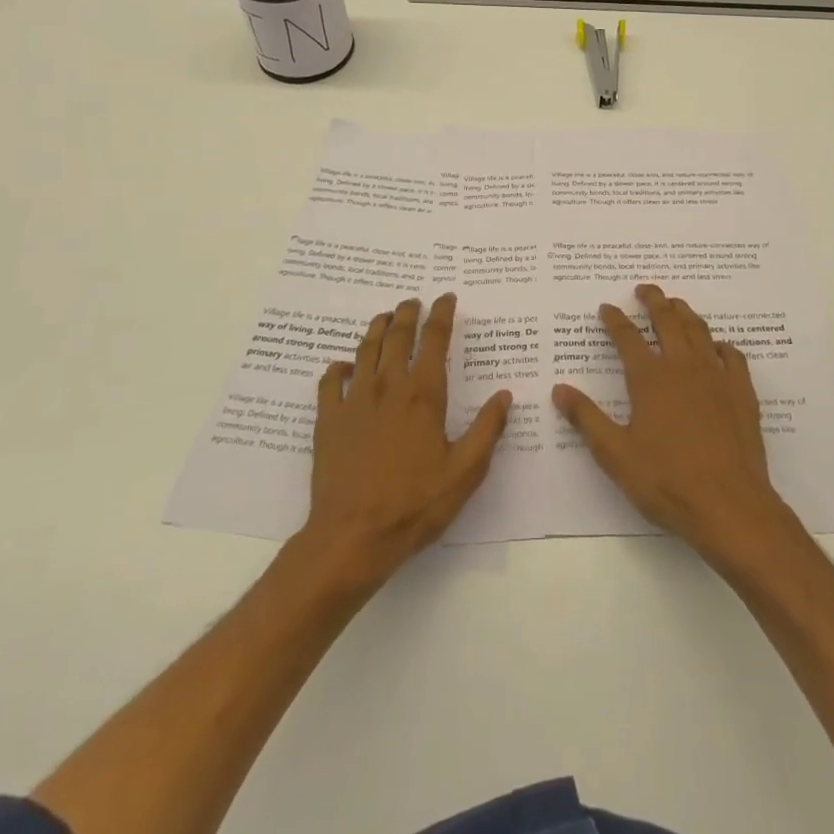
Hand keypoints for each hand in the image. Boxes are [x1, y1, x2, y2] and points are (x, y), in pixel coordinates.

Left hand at [299, 293, 511, 585]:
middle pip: (397, 336)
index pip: (434, 340)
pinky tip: (343, 366)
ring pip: (365, 350)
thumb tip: (505, 395)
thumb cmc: (415, 504)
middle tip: (413, 301)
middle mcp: (388, 386)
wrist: (352, 536)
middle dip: (407, 313)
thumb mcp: (465, 472)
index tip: (446, 298)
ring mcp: (355, 400)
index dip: (441, 315)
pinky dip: (338, 367)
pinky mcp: (328, 419)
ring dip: (376, 328)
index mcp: (424, 394)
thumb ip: (487, 430)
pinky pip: (330, 381)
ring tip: (384, 317)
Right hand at [553, 283, 795, 564]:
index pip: (627, 337)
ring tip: (676, 304)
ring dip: (685, 313)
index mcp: (649, 378)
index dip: (615, 319)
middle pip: (667, 320)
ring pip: (699, 331)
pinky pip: (732, 356)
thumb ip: (586, 418)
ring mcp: (716, 376)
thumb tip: (559, 389)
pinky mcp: (742, 392)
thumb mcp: (614, 454)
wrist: (729, 505)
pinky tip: (717, 347)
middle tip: (645, 288)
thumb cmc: (666, 480)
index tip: (607, 307)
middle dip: (654, 300)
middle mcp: (682, 366)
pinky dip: (721, 345)